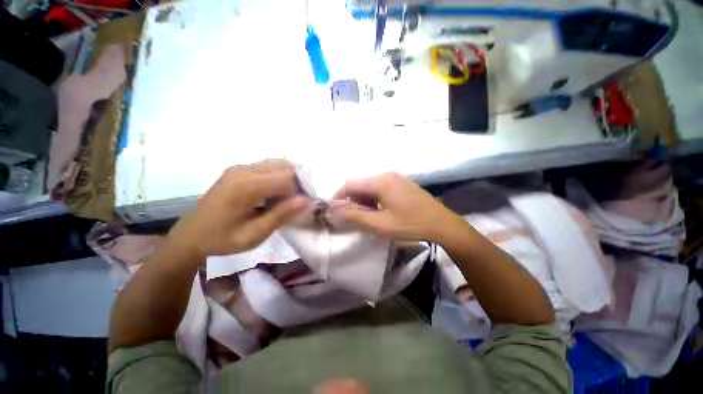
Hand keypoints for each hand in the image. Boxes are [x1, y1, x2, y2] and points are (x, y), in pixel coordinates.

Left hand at [167, 160, 309, 260]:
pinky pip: (268, 167)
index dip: (300, 192)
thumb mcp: (254, 234)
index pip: (287, 179)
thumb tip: (307, 201)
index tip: (301, 208)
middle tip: (295, 204)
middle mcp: (244, 170)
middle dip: (297, 184)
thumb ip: (281, 215)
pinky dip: (279, 178)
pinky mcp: (238, 170)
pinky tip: (274, 194)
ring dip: (289, 179)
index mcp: (246, 186)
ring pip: (278, 164)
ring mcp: (240, 167)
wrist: (190, 235)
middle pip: (284, 167)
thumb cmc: (222, 239)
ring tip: (286, 199)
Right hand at [331, 172, 464, 241]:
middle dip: (352, 200)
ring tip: (367, 216)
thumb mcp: (380, 223)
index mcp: (380, 181)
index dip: (339, 198)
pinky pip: (379, 188)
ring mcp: (394, 178)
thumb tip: (334, 211)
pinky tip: (379, 211)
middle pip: (359, 184)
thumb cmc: (410, 224)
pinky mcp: (400, 183)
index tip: (336, 212)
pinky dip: (373, 199)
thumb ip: (355, 216)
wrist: (441, 223)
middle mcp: (386, 174)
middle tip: (353, 217)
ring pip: (369, 187)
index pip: (350, 184)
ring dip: (363, 200)